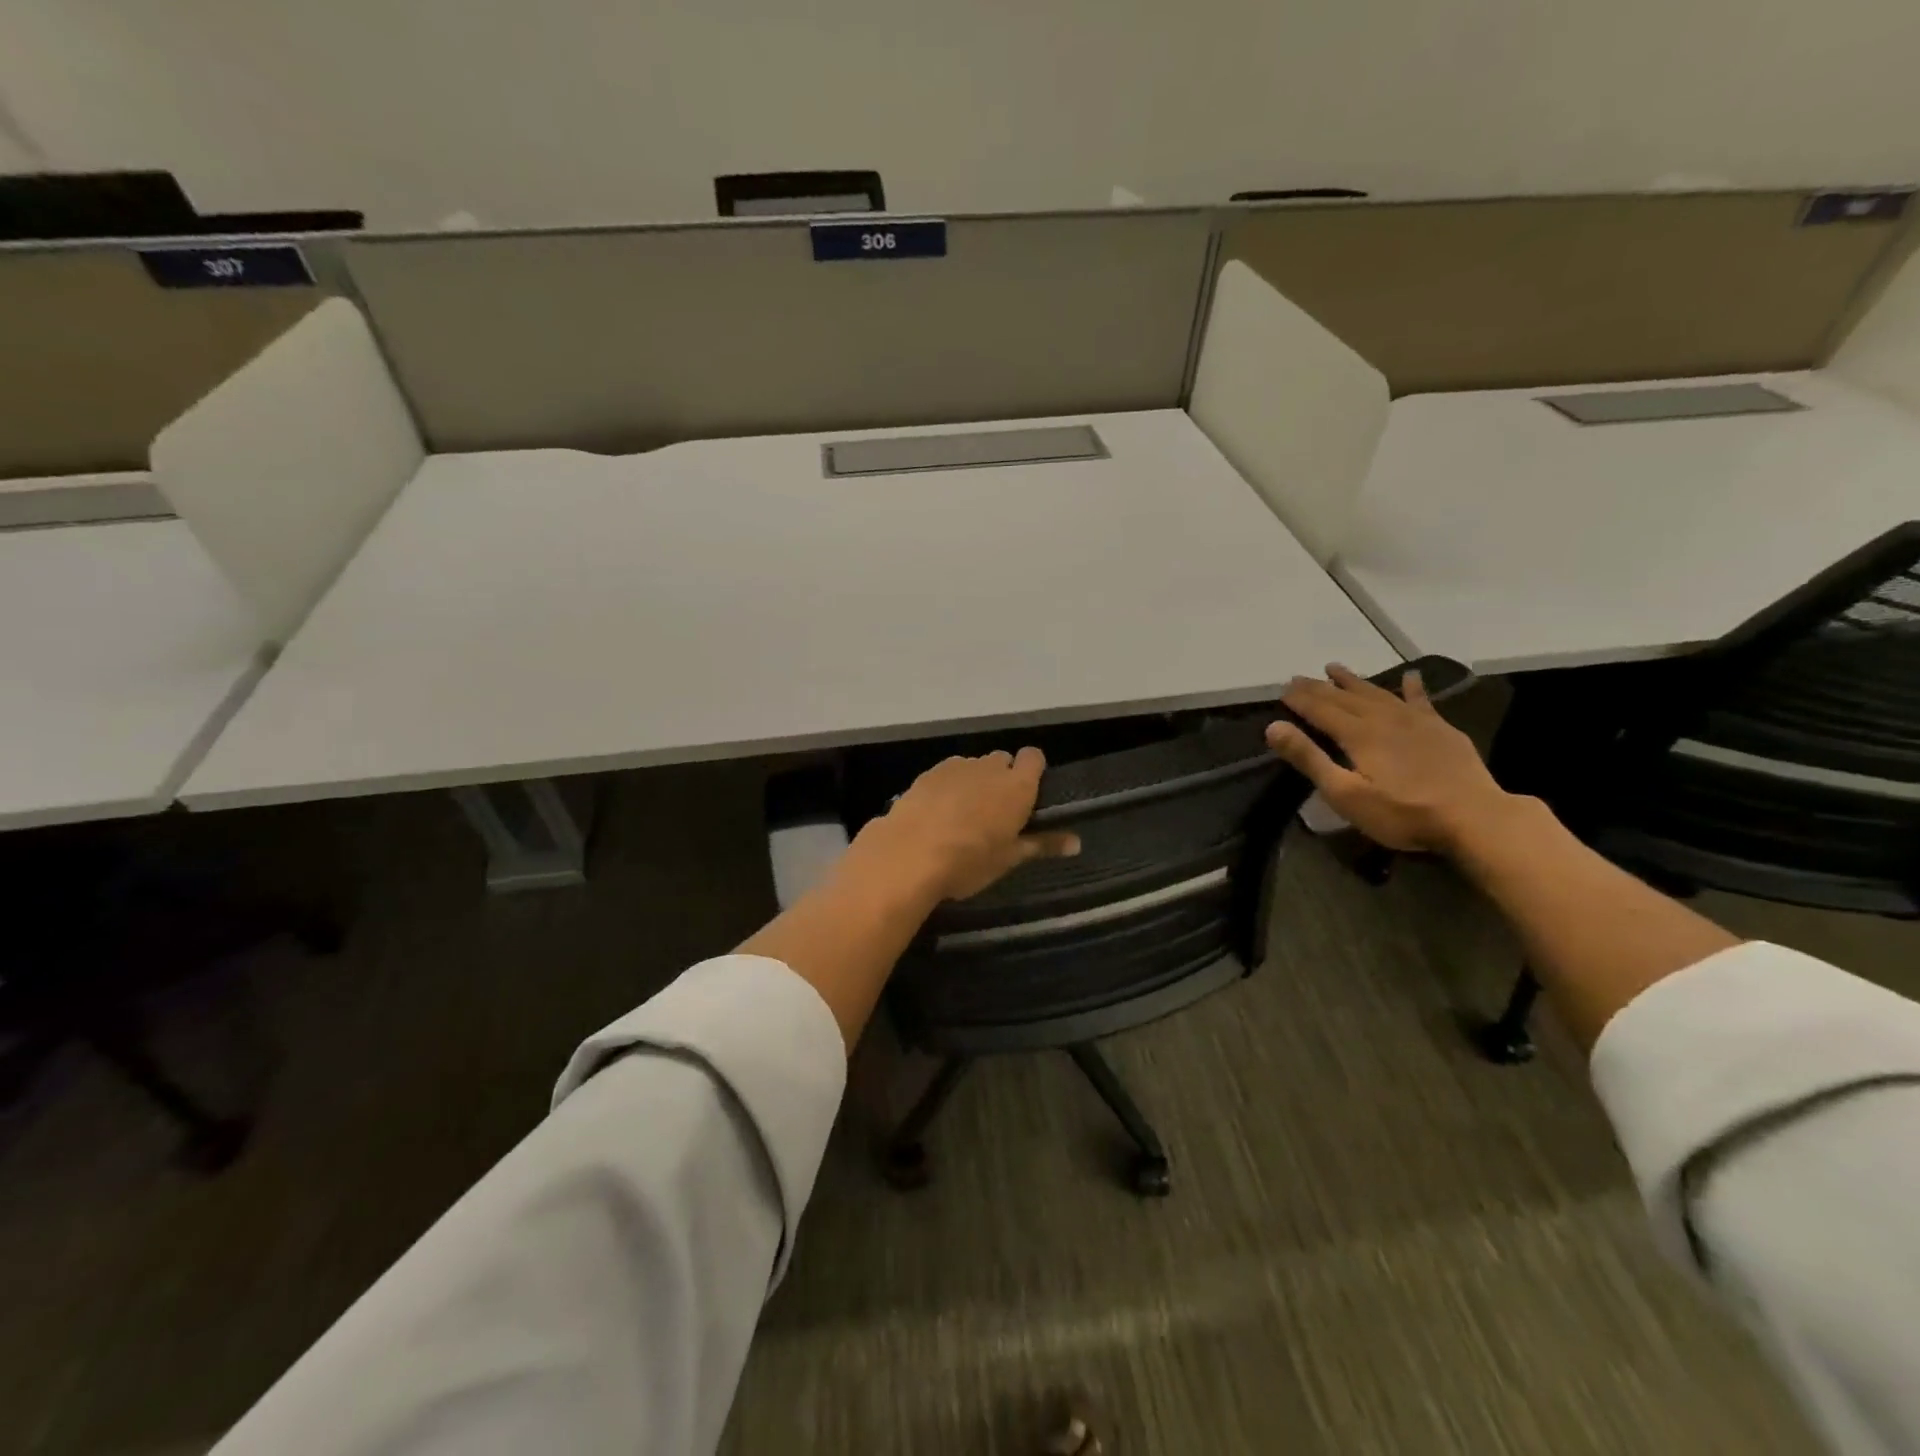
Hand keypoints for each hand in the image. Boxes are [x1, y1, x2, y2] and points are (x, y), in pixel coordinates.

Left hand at [852, 748, 1081, 901]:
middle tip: (996, 812)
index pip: (1034, 757)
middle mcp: (989, 767)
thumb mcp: (1009, 858)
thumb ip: (1043, 844)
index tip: (1028, 794)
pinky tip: (937, 813)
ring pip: (973, 766)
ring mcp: (955, 767)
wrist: (908, 855)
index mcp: (1017, 785)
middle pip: (1002, 760)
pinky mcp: (927, 774)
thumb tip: (1077, 842)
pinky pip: (947, 773)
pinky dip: (948, 787)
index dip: (1033, 771)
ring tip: (963, 815)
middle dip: (1002, 778)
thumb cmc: (969, 860)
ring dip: (974, 782)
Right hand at [1265, 664, 1514, 853]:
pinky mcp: (1441, 729)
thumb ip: (1309, 759)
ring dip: (1353, 681)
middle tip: (1299, 677)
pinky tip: (1410, 676)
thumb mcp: (1345, 793)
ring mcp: (1415, 721)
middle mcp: (1383, 718)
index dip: (1300, 699)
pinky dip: (1412, 687)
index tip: (1282, 689)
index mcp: (1357, 734)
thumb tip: (1274, 726)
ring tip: (1334, 668)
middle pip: (1344, 697)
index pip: (1320, 709)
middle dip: (1319, 687)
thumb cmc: (1402, 812)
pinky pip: (1421, 700)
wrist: (1474, 817)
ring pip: (1377, 693)